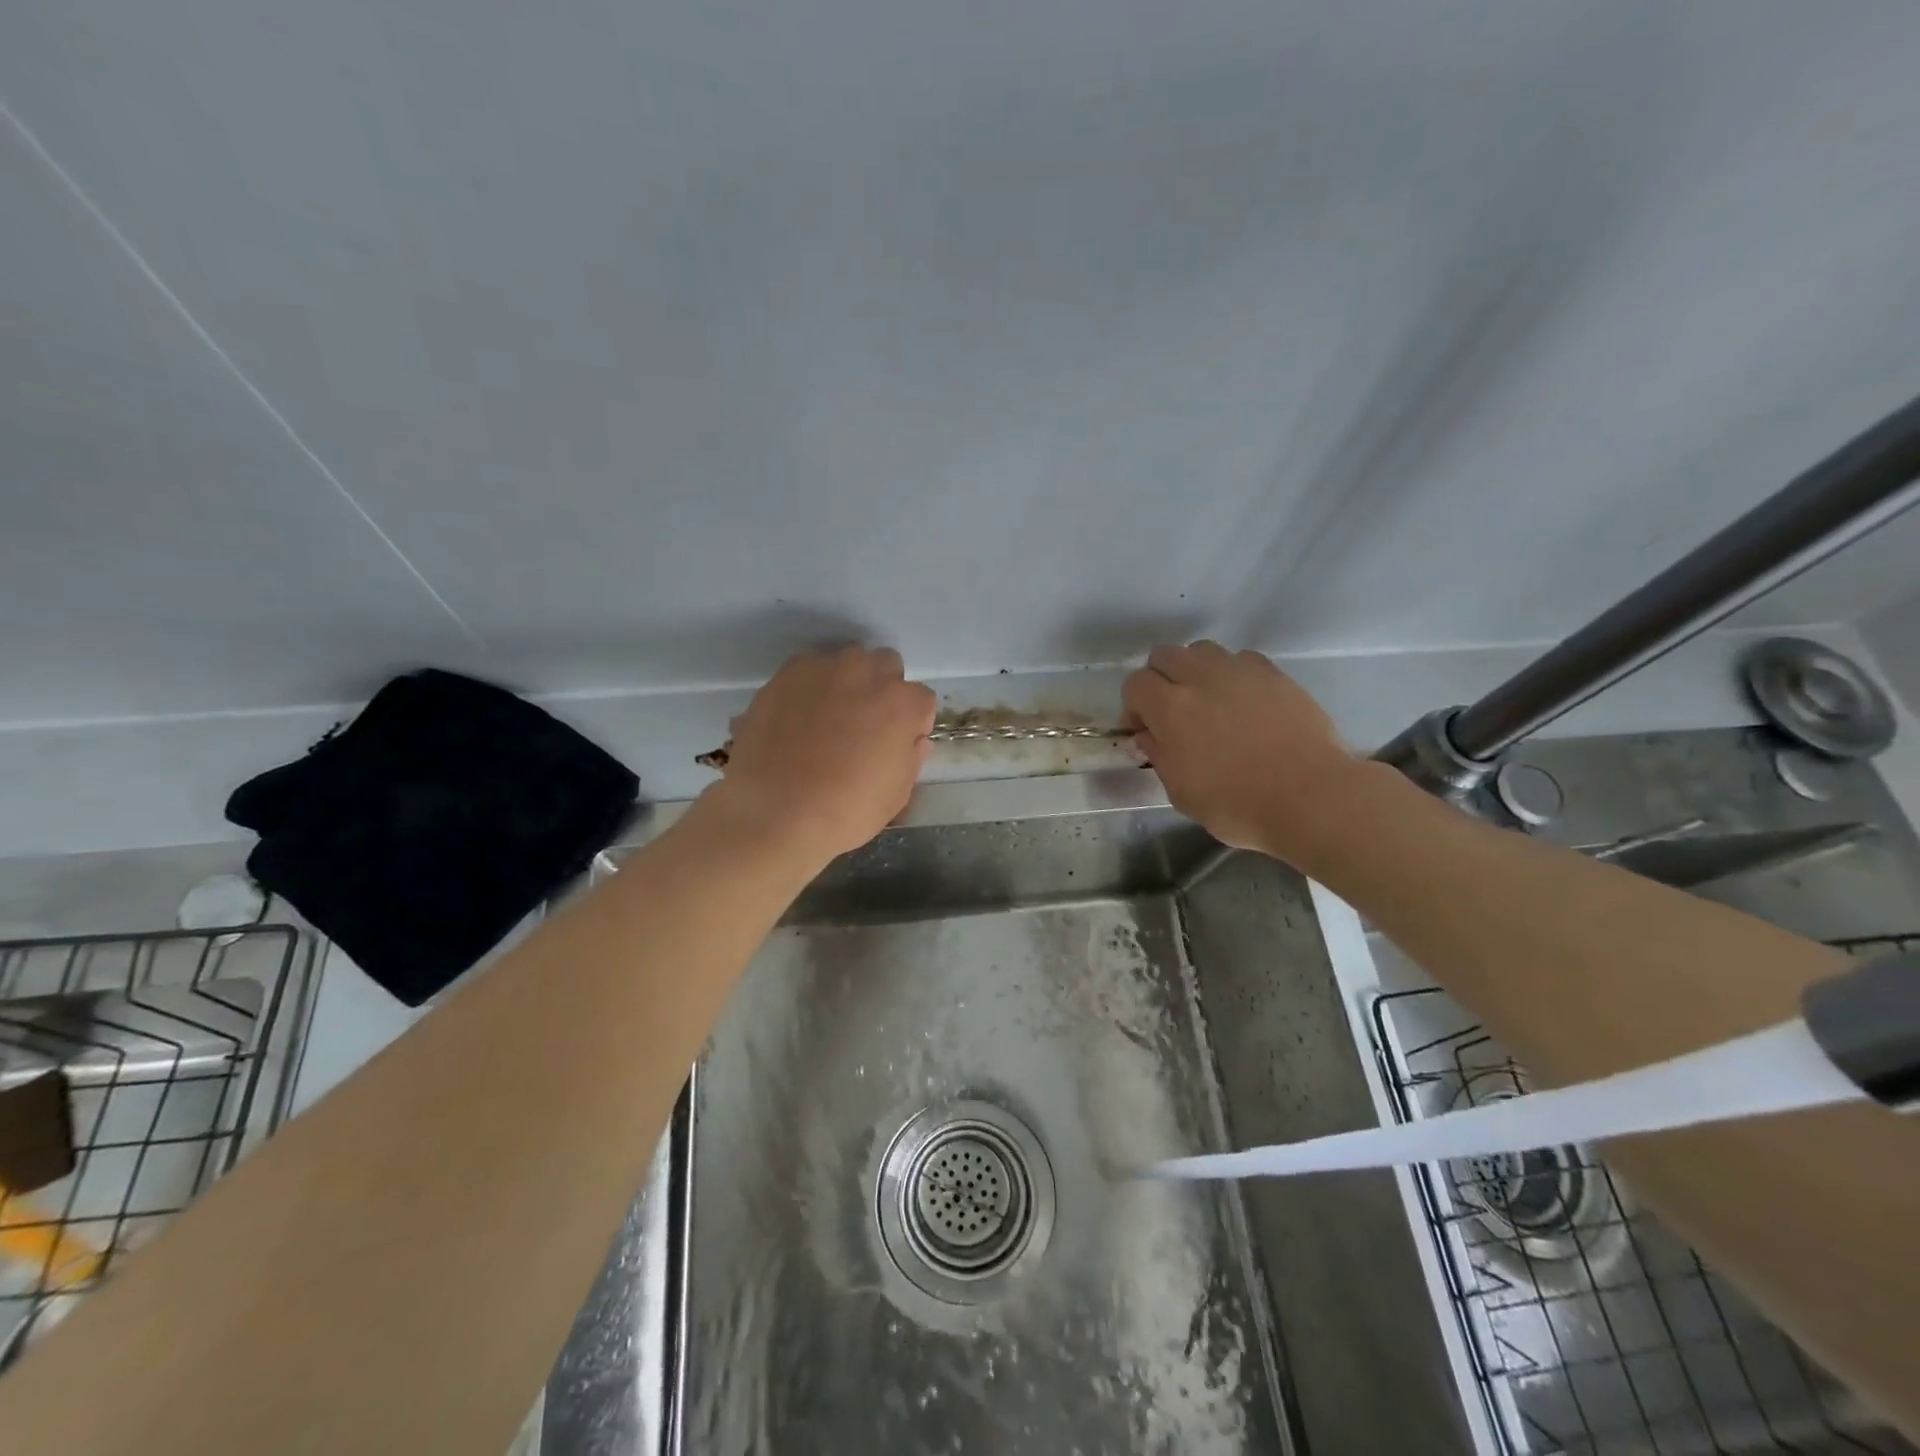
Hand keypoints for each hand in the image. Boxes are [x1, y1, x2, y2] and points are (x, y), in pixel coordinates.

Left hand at [700, 646, 935, 863]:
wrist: (776, 814)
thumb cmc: (847, 811)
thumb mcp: (897, 794)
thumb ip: (911, 756)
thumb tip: (912, 740)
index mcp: (902, 703)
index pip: (922, 700)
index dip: (912, 723)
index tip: (898, 744)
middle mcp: (866, 673)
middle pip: (886, 666)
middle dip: (882, 689)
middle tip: (865, 725)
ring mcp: (822, 669)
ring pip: (845, 662)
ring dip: (846, 683)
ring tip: (828, 719)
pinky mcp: (784, 675)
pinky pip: (807, 671)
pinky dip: (809, 688)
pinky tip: (798, 719)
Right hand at [1122, 641, 1359, 863]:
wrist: (1310, 797)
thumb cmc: (1238, 804)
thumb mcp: (1181, 792)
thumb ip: (1159, 756)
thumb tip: (1148, 735)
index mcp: (1171, 709)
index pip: (1135, 684)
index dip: (1134, 706)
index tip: (1145, 731)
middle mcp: (1201, 678)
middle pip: (1164, 655)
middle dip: (1160, 679)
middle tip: (1171, 712)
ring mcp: (1240, 671)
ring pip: (1202, 651)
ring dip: (1195, 671)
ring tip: (1208, 701)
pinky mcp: (1274, 674)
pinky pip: (1241, 659)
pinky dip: (1233, 674)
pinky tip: (1244, 702)